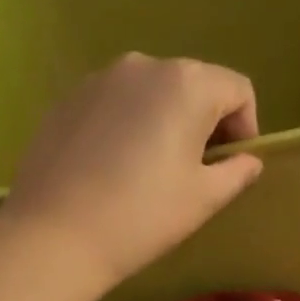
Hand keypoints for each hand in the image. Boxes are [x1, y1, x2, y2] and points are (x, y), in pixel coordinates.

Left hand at [3, 53, 262, 290]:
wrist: (52, 235)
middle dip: (204, 121)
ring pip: (150, 92)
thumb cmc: (141, 215)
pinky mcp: (66, 99)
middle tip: (194, 169)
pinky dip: (124, 124)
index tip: (230, 166)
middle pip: (193, 85)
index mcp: (187, 82)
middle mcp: (143, 66)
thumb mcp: (204, 198)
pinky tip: (110, 165)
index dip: (245, 128)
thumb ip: (237, 171)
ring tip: (149, 167)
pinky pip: (113, 103)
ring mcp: (98, 79)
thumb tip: (247, 161)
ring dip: (163, 120)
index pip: (237, 90)